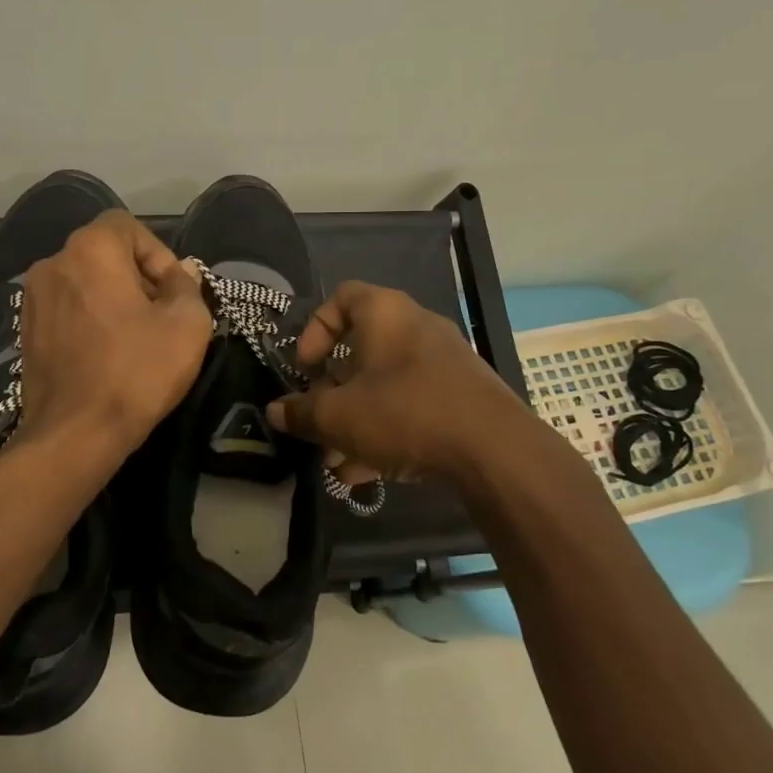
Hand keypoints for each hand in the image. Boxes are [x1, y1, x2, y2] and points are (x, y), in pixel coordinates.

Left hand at [16, 210, 213, 459]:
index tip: (173, 291)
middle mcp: (53, 264)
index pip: (127, 226)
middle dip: (138, 277)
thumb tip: (181, 273)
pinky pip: (67, 308)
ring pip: (84, 282)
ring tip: (136, 337)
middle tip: (162, 315)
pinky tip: (107, 353)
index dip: (158, 253)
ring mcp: (33, 299)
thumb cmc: (136, 372)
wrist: (75, 434)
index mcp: (89, 250)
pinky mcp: (25, 331)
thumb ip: (187, 286)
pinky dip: (89, 319)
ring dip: (113, 299)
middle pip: (104, 253)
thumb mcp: (187, 325)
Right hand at [266, 281, 527, 482]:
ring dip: (356, 422)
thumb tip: (276, 411)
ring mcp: (443, 363)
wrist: (496, 450)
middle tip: (318, 421)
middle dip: (333, 392)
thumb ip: (302, 413)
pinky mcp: (462, 397)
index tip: (305, 368)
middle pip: (361, 351)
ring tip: (337, 463)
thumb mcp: (339, 417)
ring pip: (385, 386)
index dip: (314, 329)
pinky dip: (387, 432)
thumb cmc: (406, 413)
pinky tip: (369, 475)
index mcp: (385, 314)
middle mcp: (416, 328)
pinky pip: (412, 406)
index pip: (341, 297)